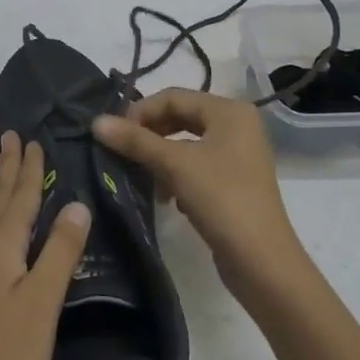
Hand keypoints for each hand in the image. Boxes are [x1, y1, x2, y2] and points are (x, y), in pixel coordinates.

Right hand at [94, 89, 307, 296]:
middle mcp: (237, 125)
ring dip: (159, 155)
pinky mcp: (234, 181)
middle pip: (181, 117)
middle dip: (149, 133)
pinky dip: (176, 173)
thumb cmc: (221, 200)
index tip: (113, 133)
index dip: (140, 111)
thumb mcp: (174, 165)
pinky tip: (165, 196)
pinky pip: (196, 164)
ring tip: (141, 175)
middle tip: (121, 150)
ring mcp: (238, 154)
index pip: (173, 97)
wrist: (262, 262)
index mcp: (229, 111)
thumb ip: (135, 141)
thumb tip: (96, 122)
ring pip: (186, 142)